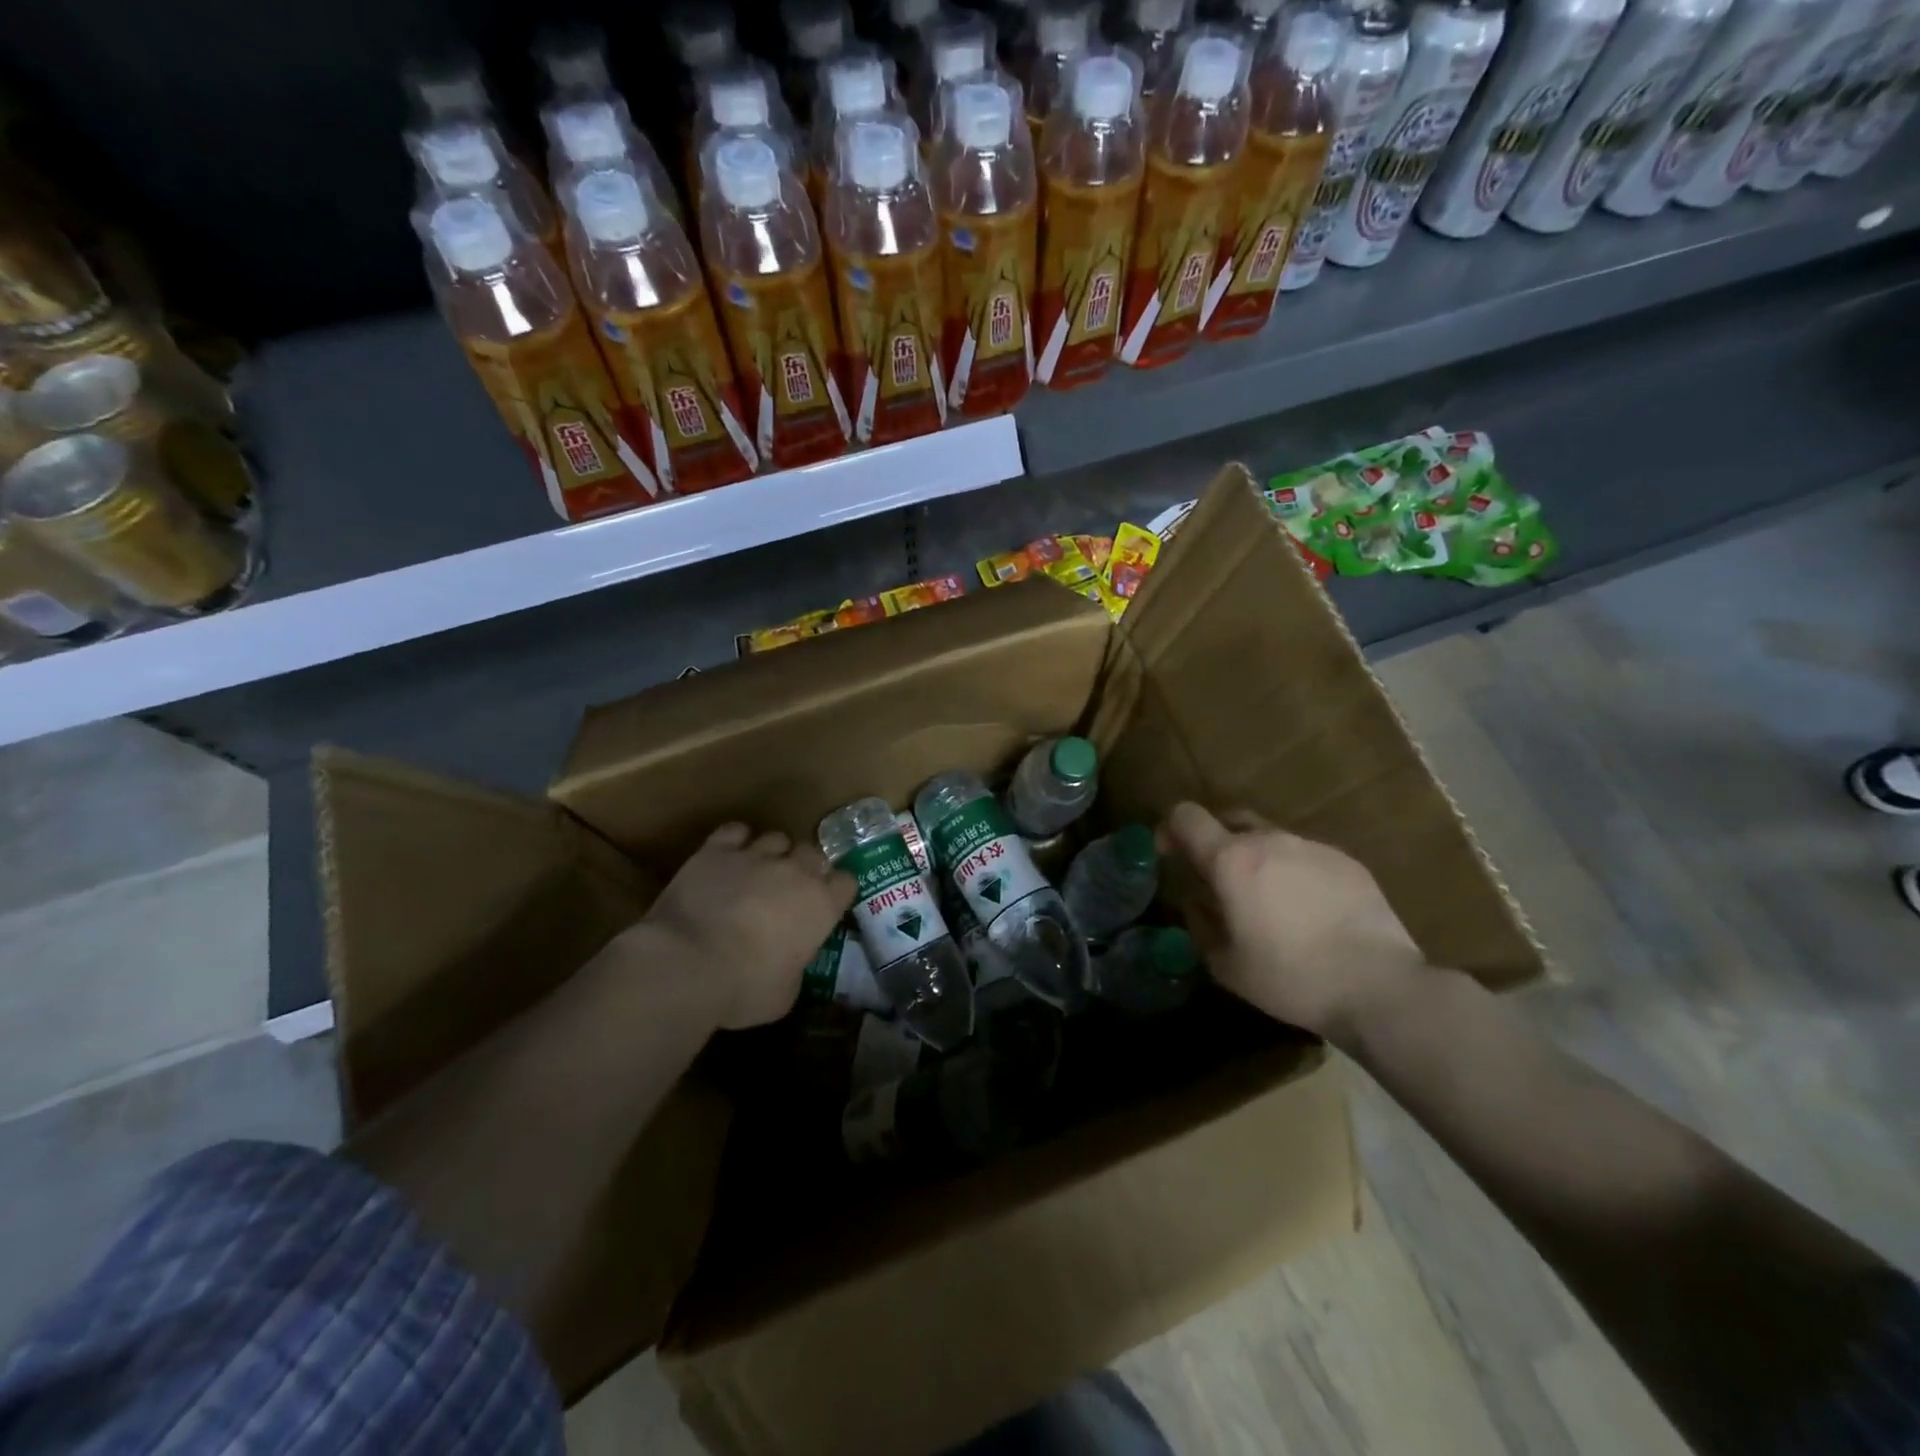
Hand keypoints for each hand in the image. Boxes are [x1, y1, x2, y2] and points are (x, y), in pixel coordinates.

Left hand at [632, 823, 855, 1029]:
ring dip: (772, 854)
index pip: (846, 882)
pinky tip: (728, 857)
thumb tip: (789, 963)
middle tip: (789, 891)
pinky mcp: (717, 850)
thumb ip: (795, 968)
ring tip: (757, 872)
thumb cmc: (744, 988)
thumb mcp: (784, 994)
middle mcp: (795, 872)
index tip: (825, 906)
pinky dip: (735, 841)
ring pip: (776, 838)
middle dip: (805, 868)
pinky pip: (735, 831)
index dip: (836, 893)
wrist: (687, 962)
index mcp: (821, 905)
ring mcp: (756, 856)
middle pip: (814, 854)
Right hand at [1159, 803, 1424, 1044]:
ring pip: (1270, 839)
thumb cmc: (1291, 978)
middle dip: (1215, 842)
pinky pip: (1306, 857)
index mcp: (1231, 860)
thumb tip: (1195, 902)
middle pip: (1229, 819)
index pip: (1186, 816)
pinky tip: (1309, 913)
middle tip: (1218, 881)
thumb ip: (1200, 924)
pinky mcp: (1347, 862)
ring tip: (1269, 903)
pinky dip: (1294, 874)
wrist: (1380, 987)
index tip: (1169, 855)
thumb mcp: (1226, 965)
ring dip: (1257, 860)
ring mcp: (1312, 847)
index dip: (1169, 828)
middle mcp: (1270, 840)